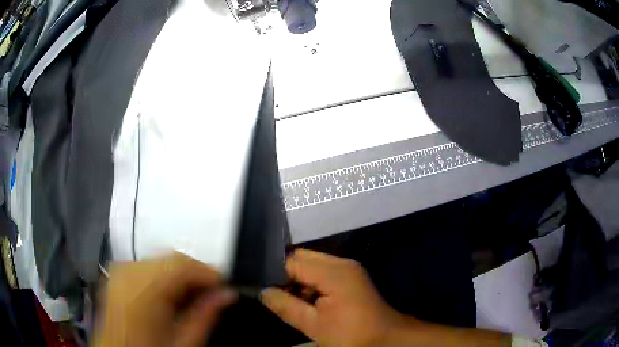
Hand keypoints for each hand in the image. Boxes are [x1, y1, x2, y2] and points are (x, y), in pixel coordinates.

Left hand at [94, 252, 236, 346]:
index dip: (209, 273)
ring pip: (159, 260)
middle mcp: (128, 272)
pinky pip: (146, 266)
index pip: (182, 264)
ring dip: (180, 275)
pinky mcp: (116, 275)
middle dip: (195, 274)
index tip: (225, 287)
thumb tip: (227, 295)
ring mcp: (119, 271)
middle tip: (211, 295)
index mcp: (143, 290)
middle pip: (171, 259)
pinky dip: (163, 276)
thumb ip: (204, 316)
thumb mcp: (182, 343)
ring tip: (192, 297)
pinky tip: (170, 295)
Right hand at [260, 249, 408, 346]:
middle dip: (287, 275)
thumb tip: (263, 292)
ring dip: (300, 279)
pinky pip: (324, 271)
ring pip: (312, 263)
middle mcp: (342, 263)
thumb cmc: (351, 335)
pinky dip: (312, 282)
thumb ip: (287, 306)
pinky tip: (308, 300)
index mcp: (333, 272)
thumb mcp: (315, 326)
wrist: (387, 339)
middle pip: (303, 257)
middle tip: (277, 295)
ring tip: (291, 300)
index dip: (275, 273)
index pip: (292, 261)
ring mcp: (349, 268)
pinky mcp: (352, 275)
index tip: (264, 288)